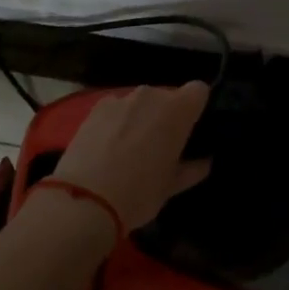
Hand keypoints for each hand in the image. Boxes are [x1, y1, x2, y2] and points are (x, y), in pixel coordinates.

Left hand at [50, 82, 211, 235]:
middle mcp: (150, 95)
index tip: (191, 130)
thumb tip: (203, 162)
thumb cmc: (139, 192)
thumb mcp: (172, 186)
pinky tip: (107, 145)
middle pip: (167, 96)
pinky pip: (116, 108)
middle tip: (161, 145)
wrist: (85, 199)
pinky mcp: (95, 108)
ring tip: (130, 147)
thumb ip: (192, 169)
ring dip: (141, 117)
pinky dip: (117, 121)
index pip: (199, 90)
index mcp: (177, 110)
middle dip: (167, 116)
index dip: (197, 108)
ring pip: (140, 103)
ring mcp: (120, 99)